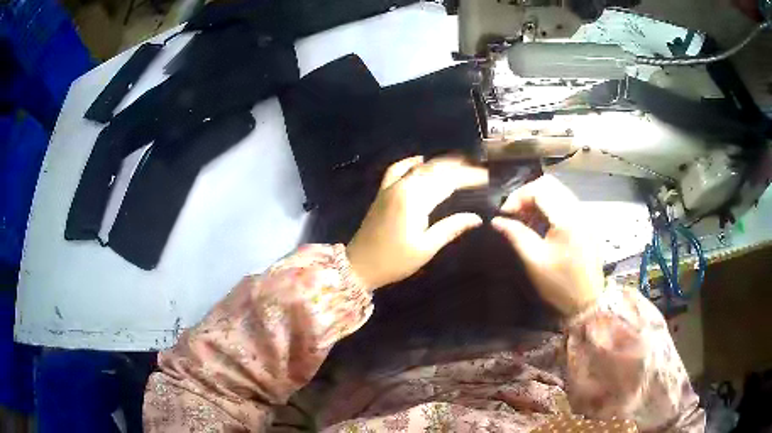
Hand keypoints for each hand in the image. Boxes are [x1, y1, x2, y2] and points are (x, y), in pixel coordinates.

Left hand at [346, 156, 487, 289]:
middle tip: (478, 167)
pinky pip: (397, 169)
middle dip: (458, 166)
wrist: (359, 265)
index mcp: (414, 200)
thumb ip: (451, 228)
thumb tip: (476, 218)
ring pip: (419, 167)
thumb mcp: (425, 248)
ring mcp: (390, 187)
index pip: (448, 181)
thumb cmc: (394, 261)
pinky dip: (410, 162)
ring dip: (440, 162)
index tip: (486, 176)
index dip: (468, 177)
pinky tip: (421, 160)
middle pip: (435, 169)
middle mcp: (402, 187)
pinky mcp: (383, 192)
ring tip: (459, 162)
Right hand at [491, 175, 603, 315]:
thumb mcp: (534, 261)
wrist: (587, 301)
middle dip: (527, 194)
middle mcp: (578, 210)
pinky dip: (549, 206)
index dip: (518, 196)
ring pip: (558, 190)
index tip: (505, 214)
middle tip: (515, 214)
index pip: (539, 189)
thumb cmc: (560, 284)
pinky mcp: (586, 222)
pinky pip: (565, 201)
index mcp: (566, 219)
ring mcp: (584, 215)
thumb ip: (516, 235)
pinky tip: (541, 224)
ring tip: (525, 219)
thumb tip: (497, 220)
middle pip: (550, 184)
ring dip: (538, 199)